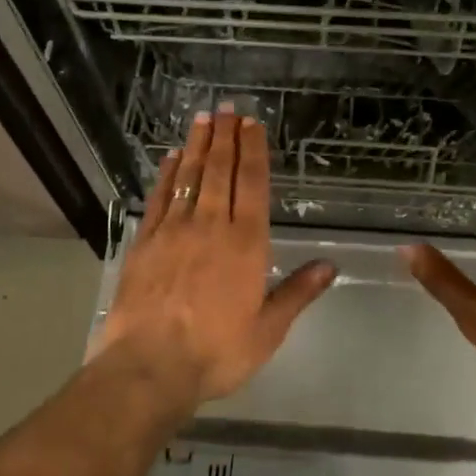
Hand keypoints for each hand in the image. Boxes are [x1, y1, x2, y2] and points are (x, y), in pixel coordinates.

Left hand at [98, 105, 335, 403]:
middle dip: (226, 137)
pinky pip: (160, 197)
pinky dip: (168, 174)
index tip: (253, 124)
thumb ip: (297, 292)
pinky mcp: (145, 242)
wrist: (149, 366)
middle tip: (228, 109)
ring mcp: (174, 230)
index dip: (253, 151)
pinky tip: (172, 157)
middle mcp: (211, 226)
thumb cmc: (216, 352)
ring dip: (199, 146)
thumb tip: (330, 265)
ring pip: (190, 177)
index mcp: (246, 243)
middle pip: (220, 171)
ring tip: (204, 119)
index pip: (252, 184)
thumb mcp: (268, 330)